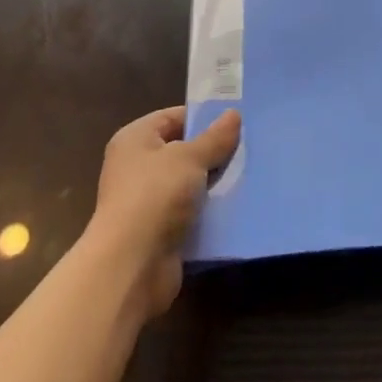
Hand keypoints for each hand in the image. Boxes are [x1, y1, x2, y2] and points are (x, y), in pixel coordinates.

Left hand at [86, 106, 239, 317]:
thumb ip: (214, 137)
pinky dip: (210, 211)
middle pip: (182, 151)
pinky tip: (238, 206)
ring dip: (215, 183)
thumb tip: (233, 114)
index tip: (237, 120)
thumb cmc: (155, 196)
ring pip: (190, 184)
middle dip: (213, 151)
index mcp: (135, 140)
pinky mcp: (159, 232)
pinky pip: (191, 213)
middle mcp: (137, 168)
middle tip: (249, 146)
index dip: (203, 117)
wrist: (131, 267)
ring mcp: (147, 202)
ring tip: (250, 173)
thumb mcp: (190, 158)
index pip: (173, 117)